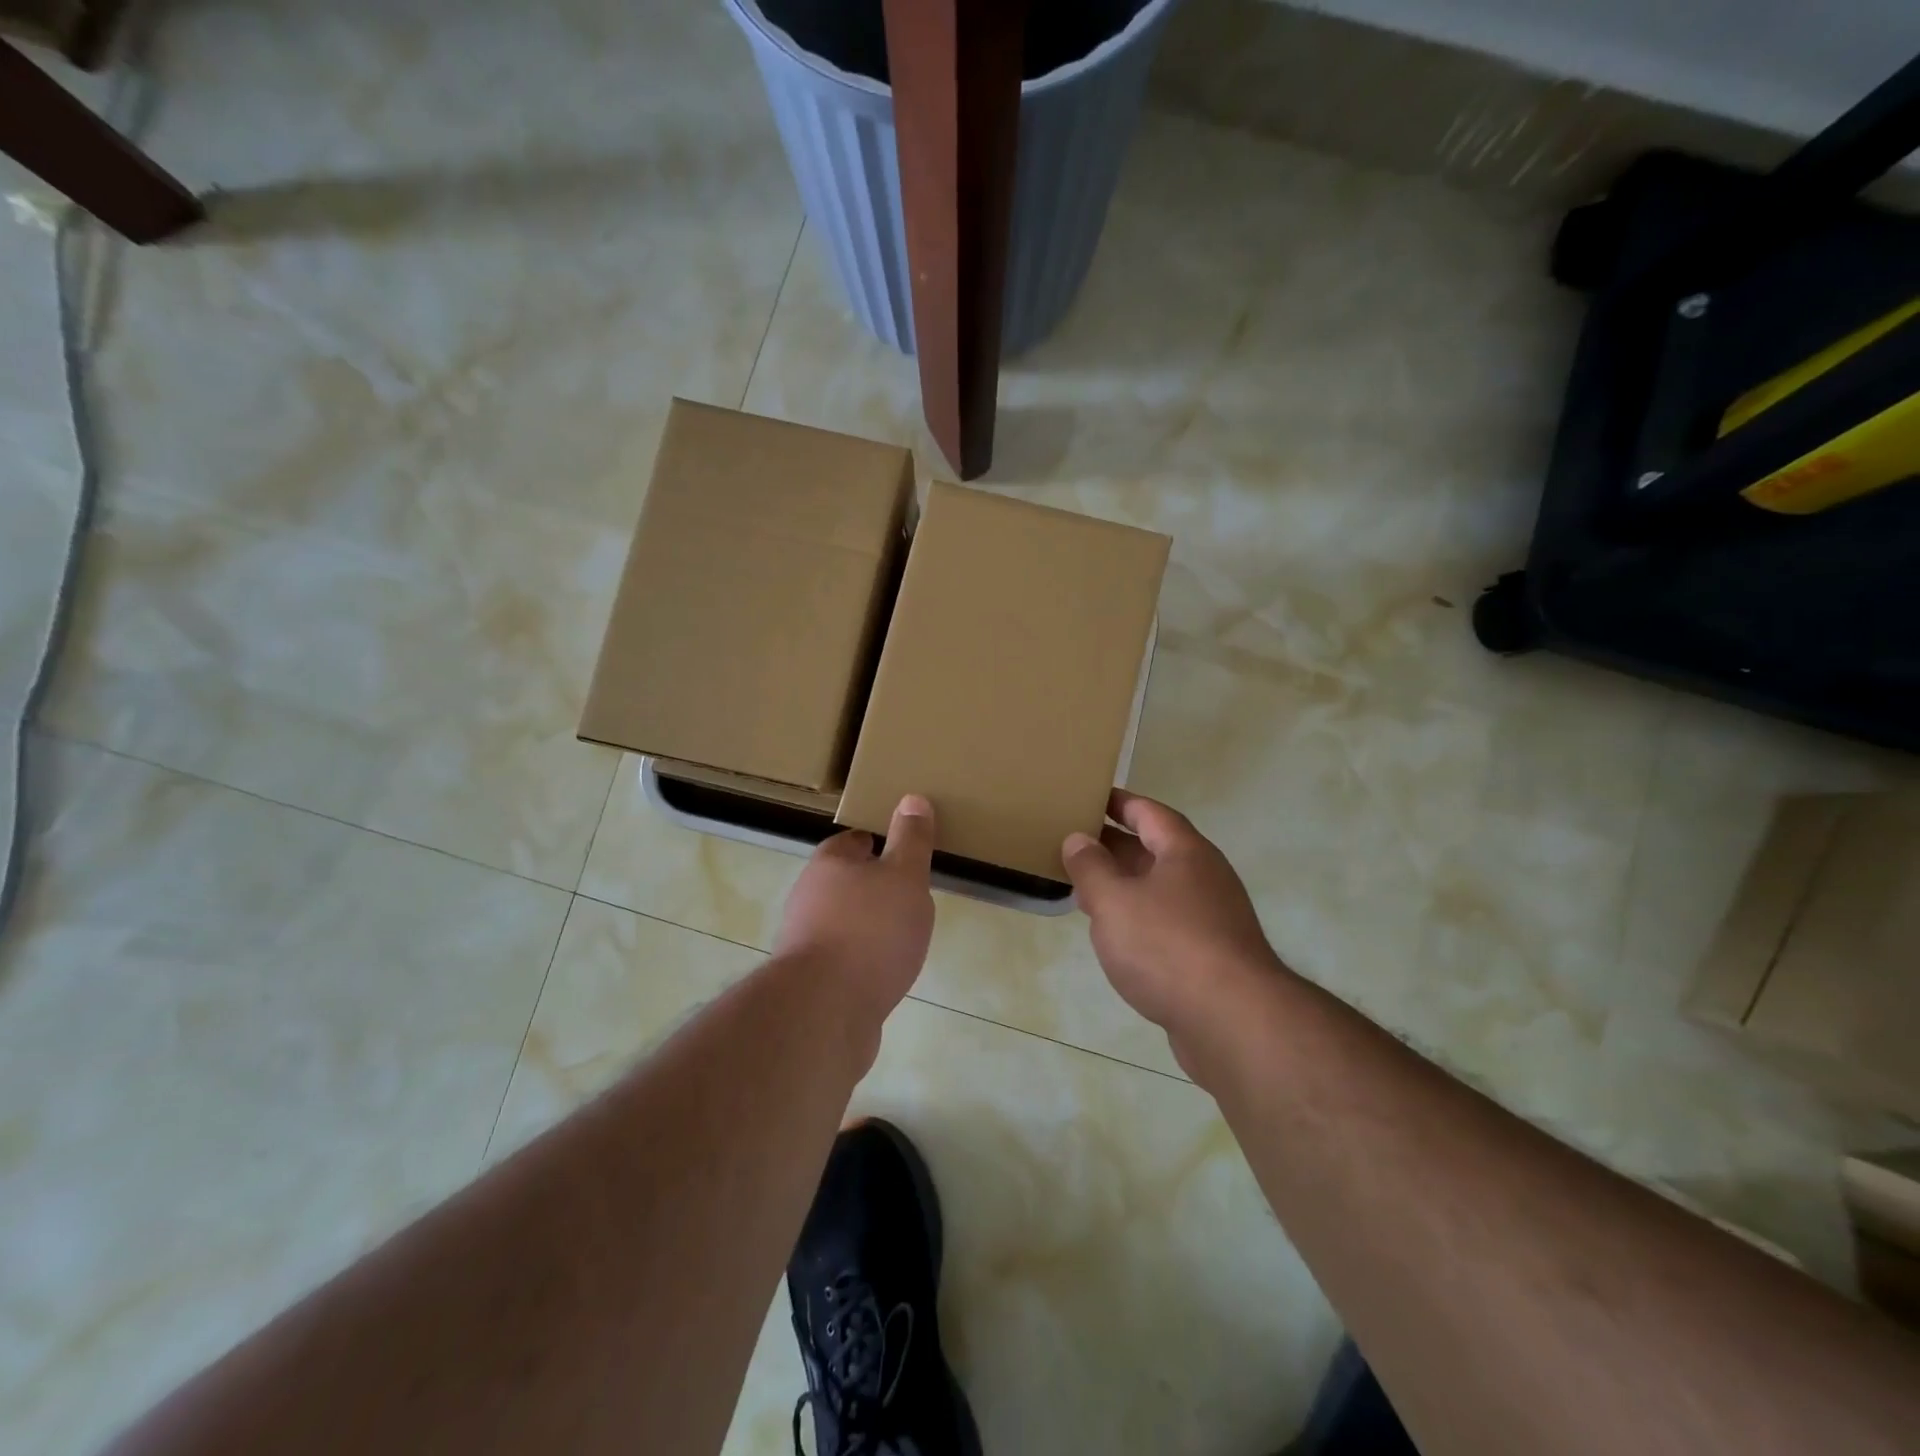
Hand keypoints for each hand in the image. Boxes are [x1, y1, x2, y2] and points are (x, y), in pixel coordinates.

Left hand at [775, 795, 937, 1018]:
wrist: (824, 1010)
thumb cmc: (870, 930)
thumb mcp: (904, 876)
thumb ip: (911, 840)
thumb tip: (912, 798)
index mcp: (829, 863)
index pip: (853, 841)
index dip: (878, 843)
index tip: (902, 852)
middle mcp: (808, 896)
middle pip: (844, 882)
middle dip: (873, 887)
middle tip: (909, 895)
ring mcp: (804, 940)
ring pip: (841, 922)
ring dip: (867, 926)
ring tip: (902, 936)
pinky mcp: (808, 980)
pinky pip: (841, 959)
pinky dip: (861, 960)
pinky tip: (883, 973)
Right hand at [1062, 790, 1284, 1037]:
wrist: (1234, 1021)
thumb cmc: (1167, 946)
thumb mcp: (1114, 900)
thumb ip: (1091, 867)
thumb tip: (1078, 839)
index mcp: (1185, 852)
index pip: (1150, 813)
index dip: (1120, 803)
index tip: (1090, 798)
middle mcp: (1205, 878)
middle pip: (1156, 850)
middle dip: (1115, 846)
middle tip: (1074, 843)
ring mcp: (1213, 918)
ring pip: (1160, 890)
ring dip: (1125, 886)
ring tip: (1086, 889)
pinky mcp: (1212, 956)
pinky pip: (1168, 923)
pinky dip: (1139, 919)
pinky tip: (1116, 937)